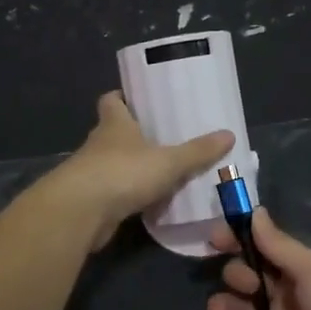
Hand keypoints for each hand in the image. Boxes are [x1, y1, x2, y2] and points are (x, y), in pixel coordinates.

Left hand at [41, 92, 233, 250]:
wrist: (81, 212)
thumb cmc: (123, 172)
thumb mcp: (169, 161)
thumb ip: (197, 151)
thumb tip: (229, 135)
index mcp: (114, 123)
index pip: (111, 100)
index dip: (123, 97)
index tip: (139, 100)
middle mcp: (98, 143)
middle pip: (114, 132)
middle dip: (134, 135)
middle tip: (163, 138)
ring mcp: (91, 173)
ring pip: (113, 164)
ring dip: (131, 167)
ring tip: (160, 171)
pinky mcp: (90, 200)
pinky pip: (114, 192)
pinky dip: (128, 195)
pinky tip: (148, 202)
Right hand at [199, 208, 310, 309]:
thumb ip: (279, 245)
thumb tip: (254, 211)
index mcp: (302, 271)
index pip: (263, 250)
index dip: (239, 242)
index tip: (214, 239)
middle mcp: (289, 298)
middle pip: (250, 281)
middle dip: (236, 275)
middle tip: (242, 283)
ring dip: (223, 306)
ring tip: (217, 309)